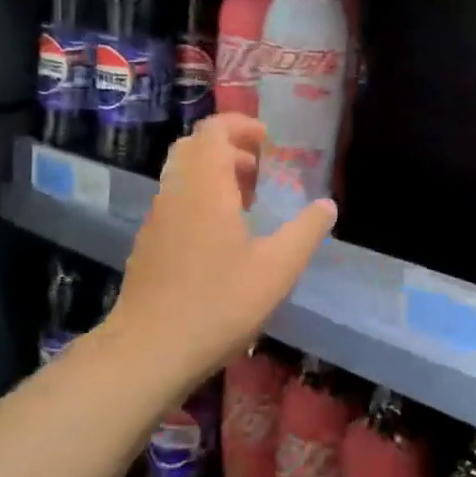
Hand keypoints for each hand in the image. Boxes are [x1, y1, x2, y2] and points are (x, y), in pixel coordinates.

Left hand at [107, 114, 336, 380]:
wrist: (148, 350)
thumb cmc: (217, 303)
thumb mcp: (276, 270)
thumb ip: (305, 232)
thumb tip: (327, 204)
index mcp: (205, 185)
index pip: (214, 129)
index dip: (242, 126)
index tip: (269, 143)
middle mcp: (176, 191)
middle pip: (195, 146)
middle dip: (229, 148)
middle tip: (260, 170)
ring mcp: (157, 217)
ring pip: (182, 174)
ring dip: (214, 175)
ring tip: (247, 204)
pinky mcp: (148, 242)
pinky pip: (175, 200)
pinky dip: (199, 198)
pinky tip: (221, 238)